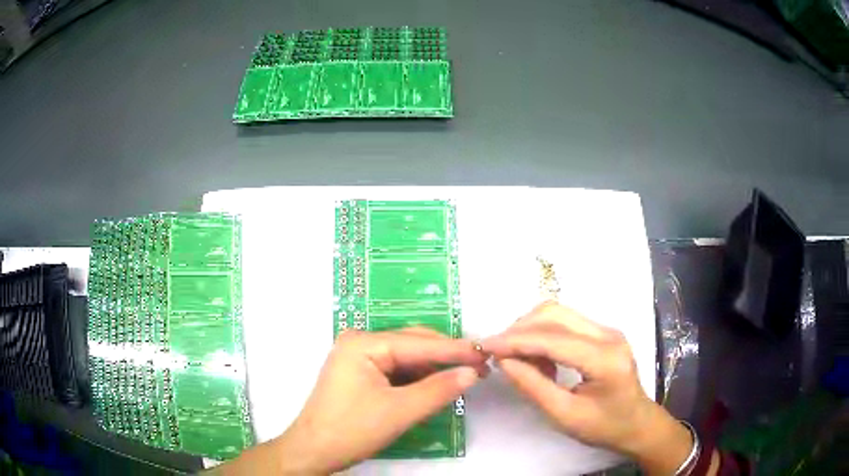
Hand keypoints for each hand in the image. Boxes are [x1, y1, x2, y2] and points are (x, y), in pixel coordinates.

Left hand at [227, 328, 486, 474]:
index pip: (418, 343)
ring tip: (465, 374)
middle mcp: (359, 343)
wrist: (314, 452)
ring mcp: (358, 358)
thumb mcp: (399, 411)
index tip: (486, 354)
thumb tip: (471, 373)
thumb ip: (438, 390)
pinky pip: (396, 370)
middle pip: (412, 345)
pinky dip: (418, 378)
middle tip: (480, 367)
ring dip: (434, 368)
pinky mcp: (360, 374)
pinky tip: (438, 383)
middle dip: (446, 356)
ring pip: (406, 358)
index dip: (455, 349)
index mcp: (363, 343)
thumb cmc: (351, 430)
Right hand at [482, 302, 693, 474]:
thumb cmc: (603, 426)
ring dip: (531, 330)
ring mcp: (607, 330)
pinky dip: (544, 335)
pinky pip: (566, 323)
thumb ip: (533, 386)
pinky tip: (540, 359)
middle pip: (555, 314)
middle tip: (498, 352)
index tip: (484, 346)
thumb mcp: (564, 415)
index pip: (553, 339)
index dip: (515, 340)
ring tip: (518, 359)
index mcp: (604, 359)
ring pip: (559, 314)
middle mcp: (608, 335)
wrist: (636, 423)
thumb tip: (503, 361)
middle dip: (520, 329)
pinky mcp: (603, 332)